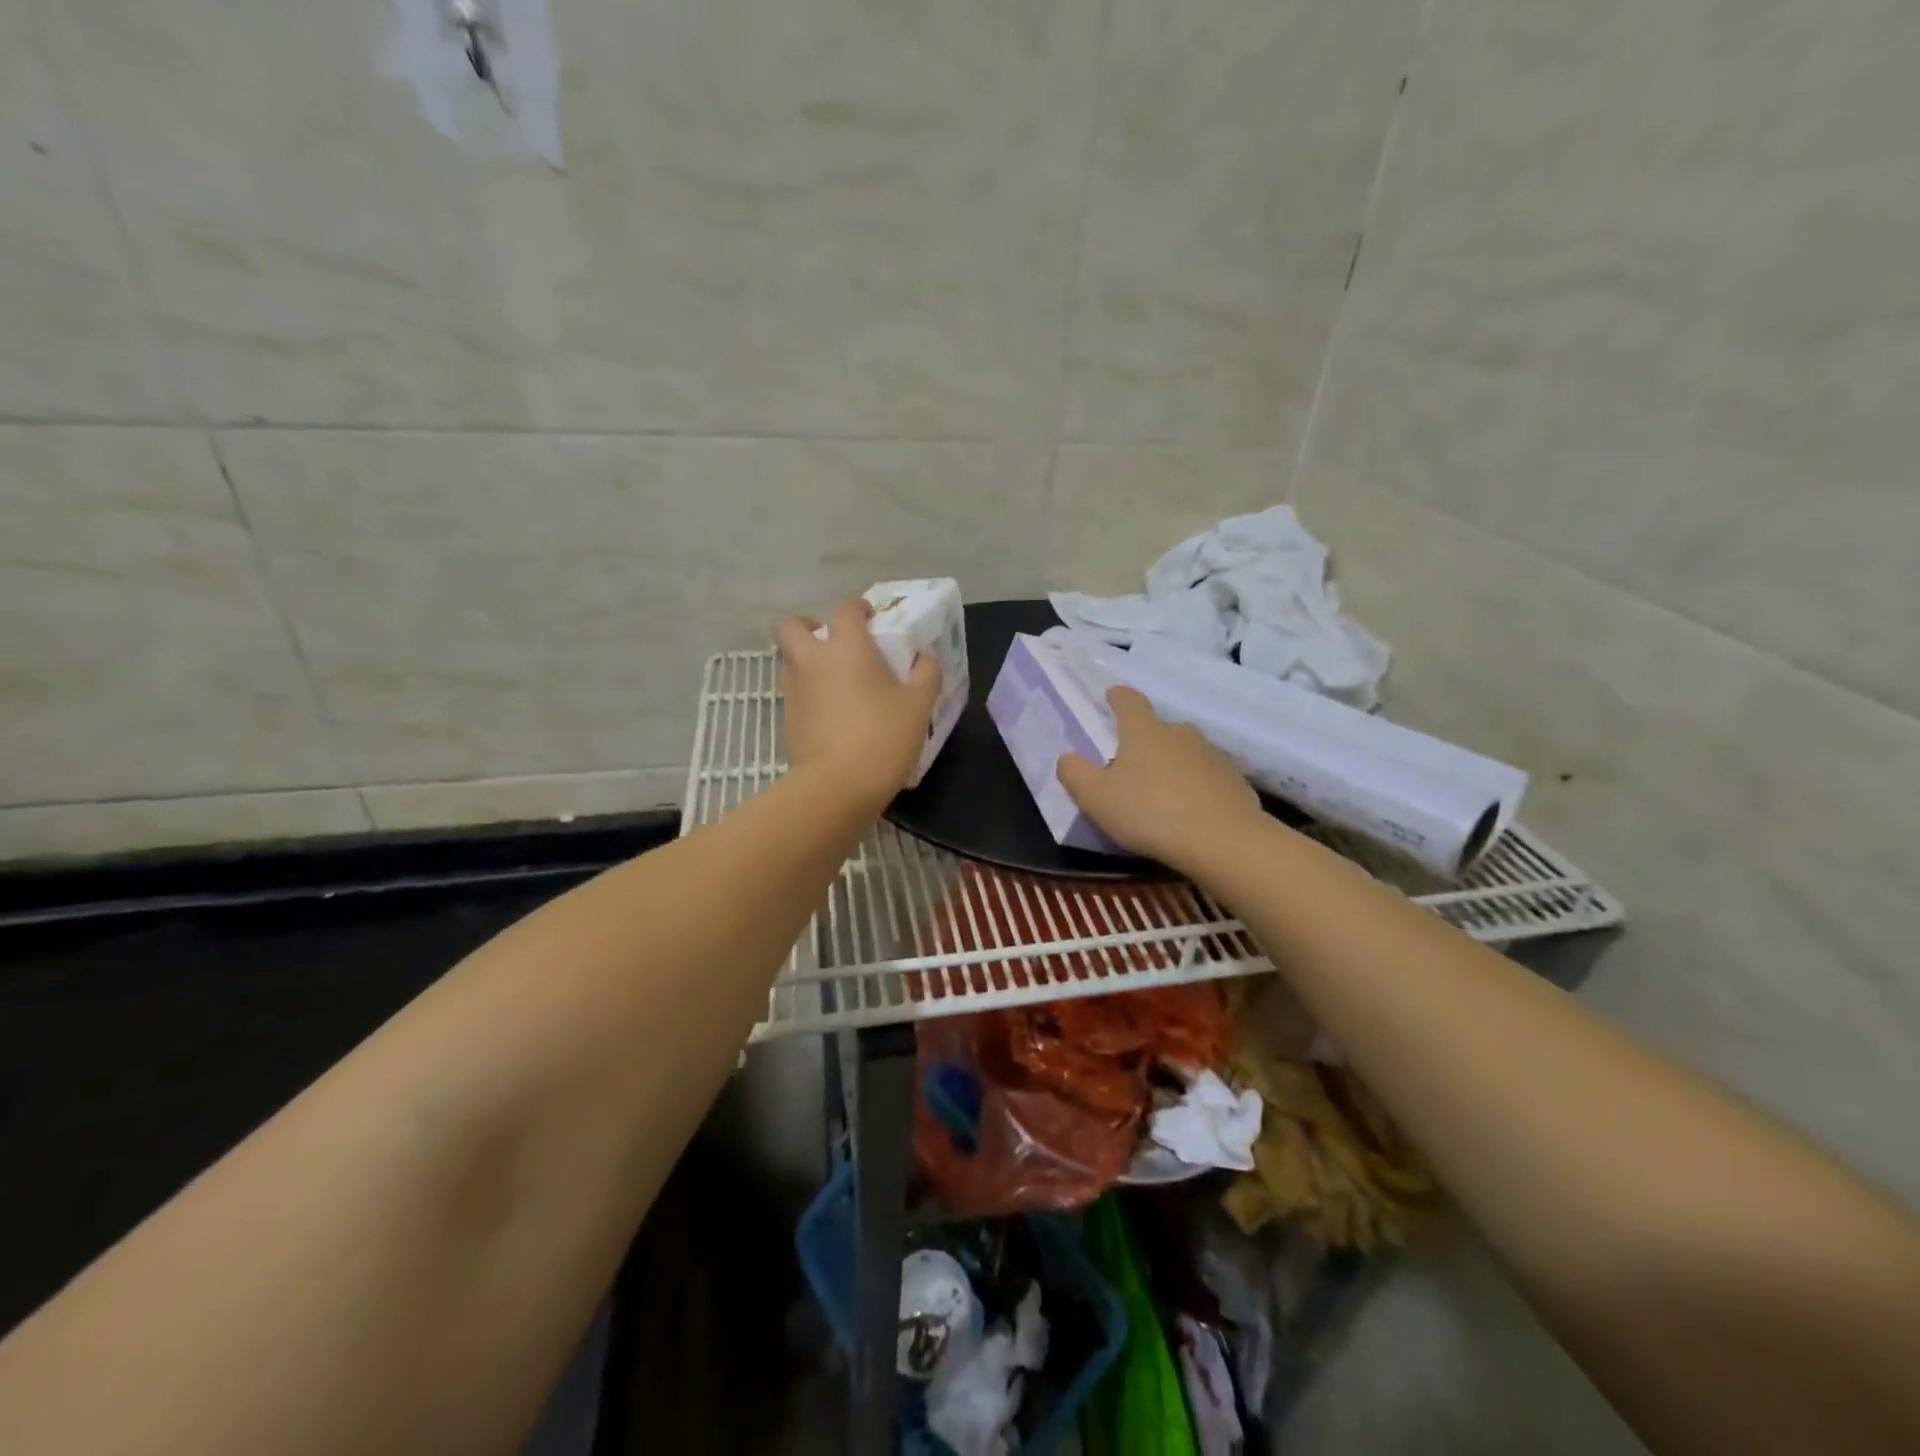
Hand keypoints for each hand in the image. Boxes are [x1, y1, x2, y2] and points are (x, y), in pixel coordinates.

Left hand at [776, 599, 940, 807]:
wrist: (837, 786)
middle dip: (807, 626)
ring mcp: (794, 690)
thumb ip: (926, 674)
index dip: (858, 608)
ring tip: (836, 680)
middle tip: (832, 641)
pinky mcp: (787, 719)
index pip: (845, 608)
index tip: (871, 618)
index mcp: (847, 647)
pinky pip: (795, 693)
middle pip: (791, 627)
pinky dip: (809, 693)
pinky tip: (832, 714)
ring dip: (807, 660)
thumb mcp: (919, 705)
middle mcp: (813, 660)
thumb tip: (925, 656)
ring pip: (789, 660)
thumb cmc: (883, 737)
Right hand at [1057, 685, 1262, 869]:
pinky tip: (1191, 810)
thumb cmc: (1148, 812)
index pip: (1129, 701)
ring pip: (1187, 752)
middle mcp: (1180, 734)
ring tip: (1162, 788)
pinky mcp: (1235, 781)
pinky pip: (1208, 778)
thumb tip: (1067, 758)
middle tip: (1133, 759)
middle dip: (1147, 738)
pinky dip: (1197, 786)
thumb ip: (1075, 774)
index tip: (1112, 695)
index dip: (1118, 697)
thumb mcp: (1095, 798)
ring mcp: (1212, 756)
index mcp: (1144, 731)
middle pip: (1160, 727)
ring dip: (1173, 763)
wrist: (1221, 840)